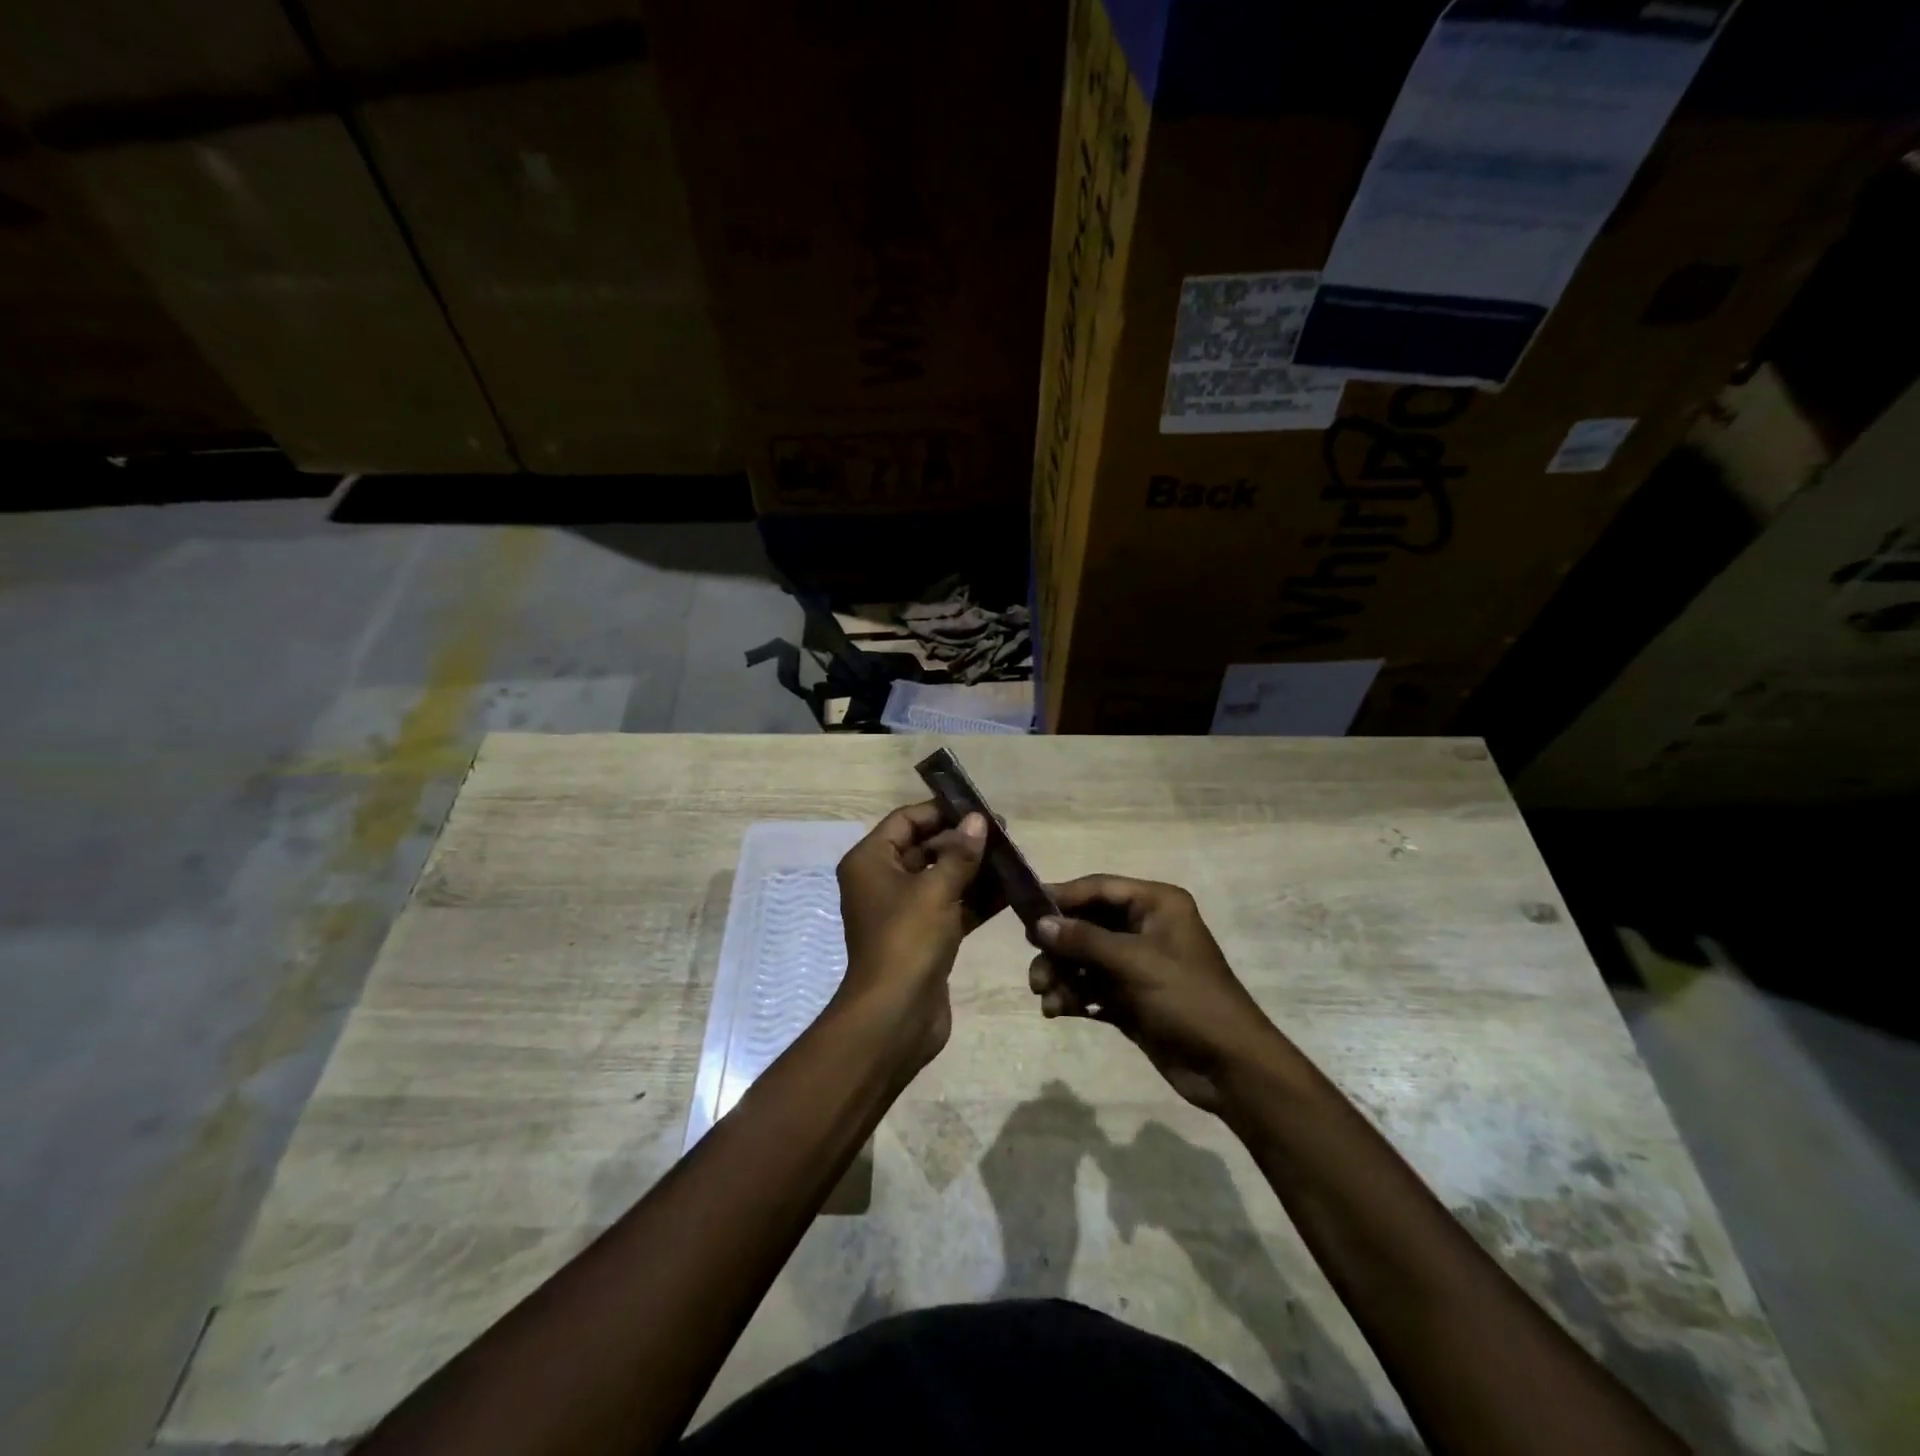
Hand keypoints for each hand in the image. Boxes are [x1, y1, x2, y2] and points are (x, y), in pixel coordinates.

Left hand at [833, 801, 989, 1068]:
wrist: (895, 1016)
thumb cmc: (908, 940)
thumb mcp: (936, 889)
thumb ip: (960, 853)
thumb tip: (979, 820)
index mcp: (871, 861)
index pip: (905, 820)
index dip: (941, 812)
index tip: (979, 809)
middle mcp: (882, 881)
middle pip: (925, 848)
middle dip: (964, 841)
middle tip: (1005, 835)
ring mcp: (904, 911)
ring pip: (942, 878)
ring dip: (975, 869)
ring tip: (1014, 858)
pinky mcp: (924, 936)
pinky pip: (952, 906)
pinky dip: (976, 899)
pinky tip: (1011, 890)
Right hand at [1028, 876, 1281, 1113]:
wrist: (1229, 1068)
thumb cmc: (1187, 999)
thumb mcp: (1135, 963)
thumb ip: (1084, 940)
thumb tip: (1039, 924)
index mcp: (1156, 905)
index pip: (1099, 889)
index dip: (1062, 897)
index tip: (1024, 911)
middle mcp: (1145, 928)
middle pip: (1087, 925)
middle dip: (1058, 947)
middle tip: (1035, 968)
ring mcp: (1137, 965)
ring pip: (1084, 959)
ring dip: (1062, 975)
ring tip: (1046, 997)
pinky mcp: (1131, 998)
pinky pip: (1091, 987)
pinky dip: (1073, 996)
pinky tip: (1058, 1011)